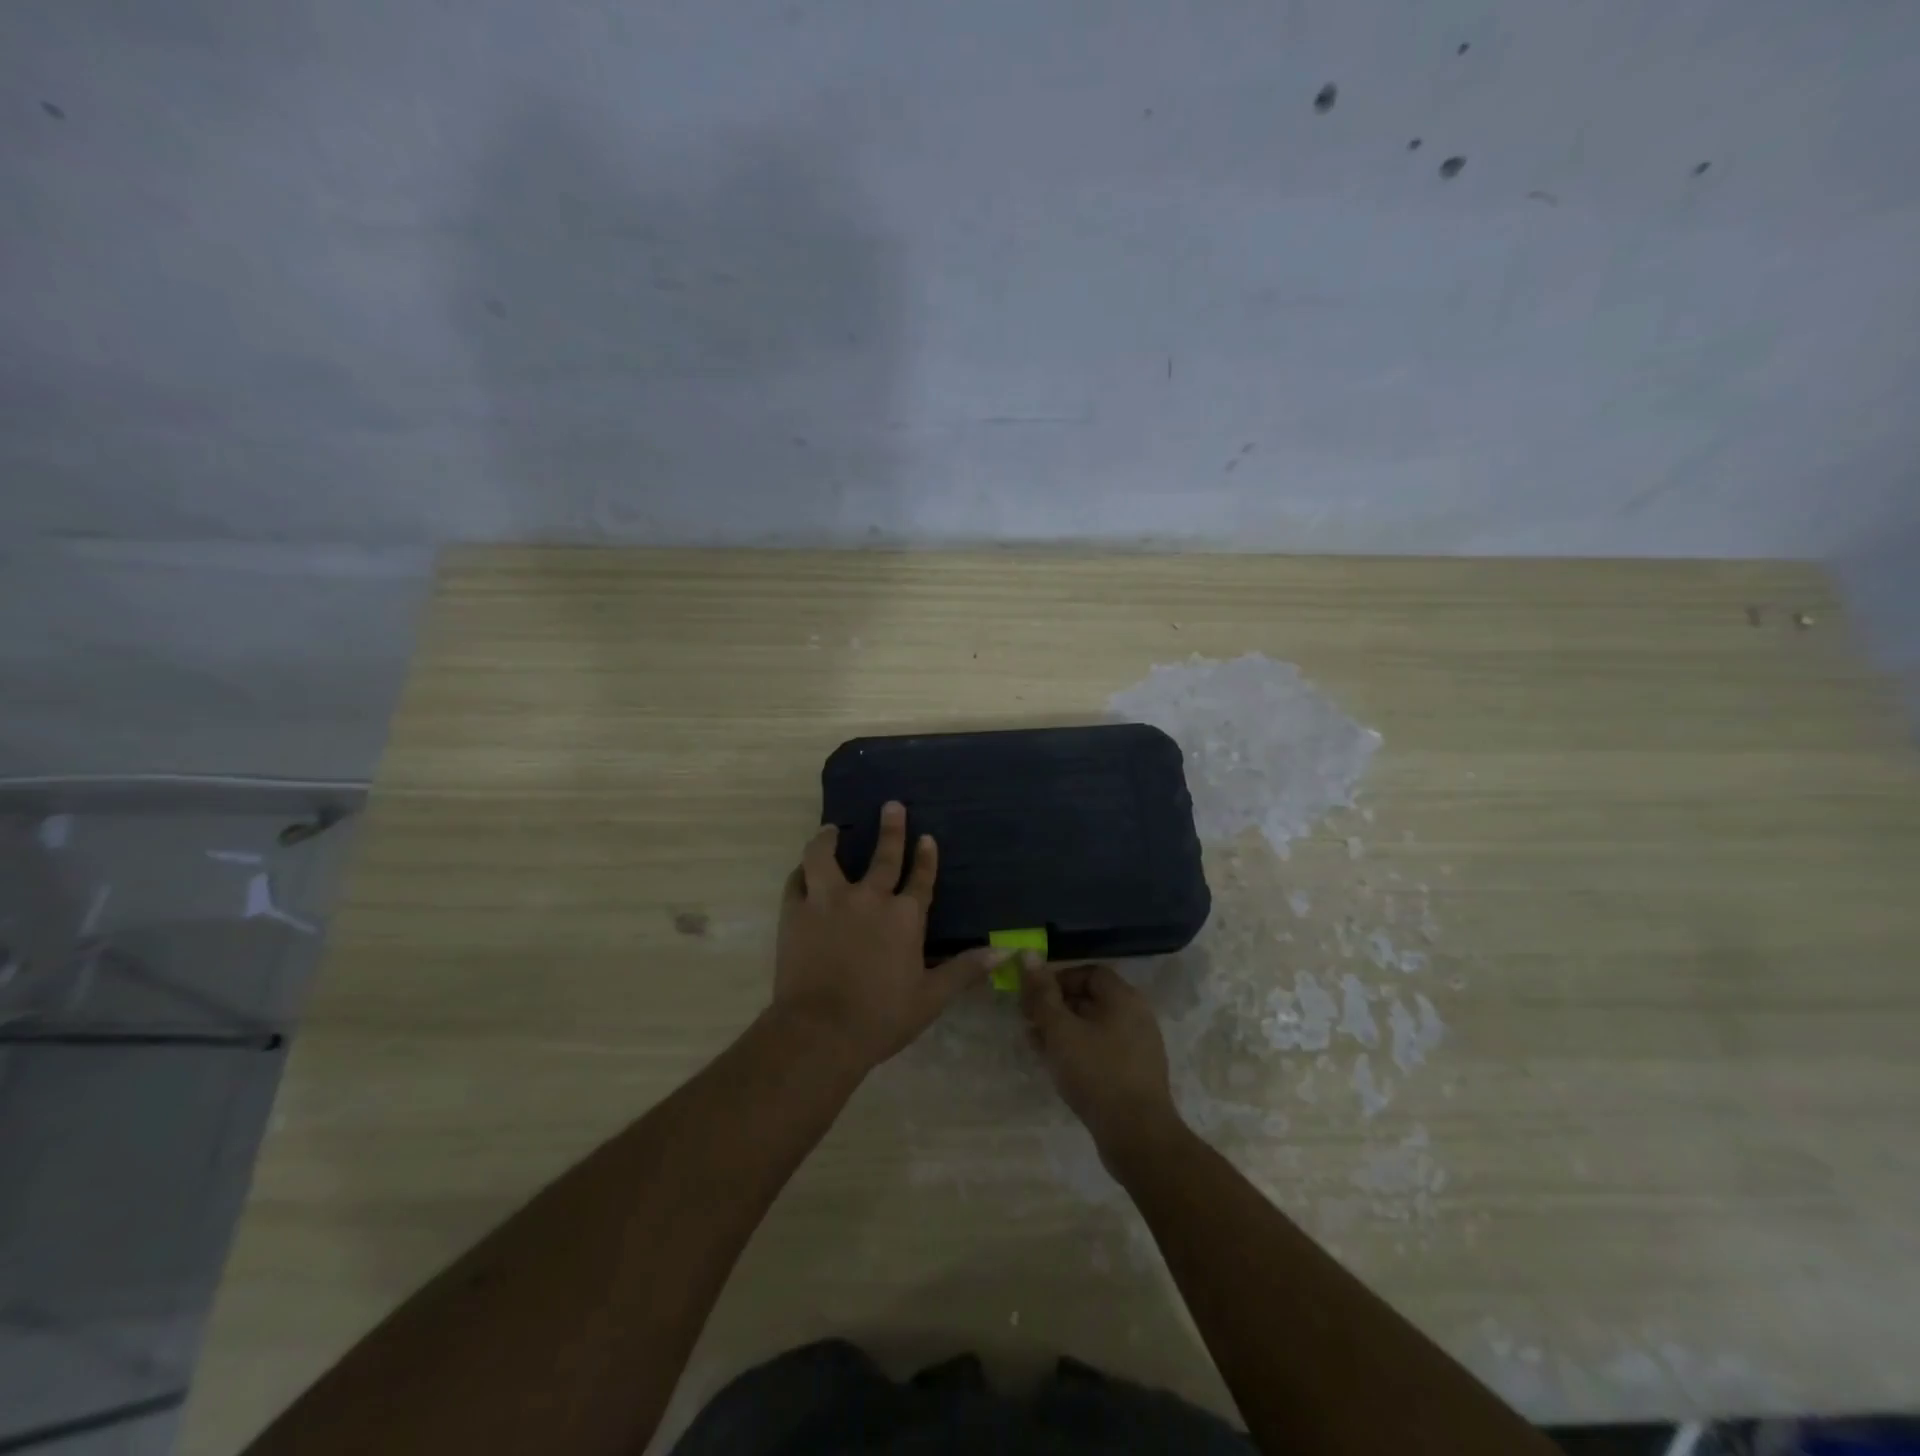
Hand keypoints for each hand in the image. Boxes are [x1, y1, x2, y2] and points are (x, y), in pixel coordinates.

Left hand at [773, 801, 999, 1074]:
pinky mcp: (796, 911)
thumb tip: (1003, 952)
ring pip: (826, 856)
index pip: (921, 879)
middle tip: (892, 805)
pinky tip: (804, 869)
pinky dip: (802, 871)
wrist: (821, 1032)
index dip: (926, 858)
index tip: (926, 838)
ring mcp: (829, 901)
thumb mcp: (931, 998)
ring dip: (829, 839)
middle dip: (891, 829)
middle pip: (883, 856)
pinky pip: (797, 880)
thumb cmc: (881, 1017)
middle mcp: (869, 898)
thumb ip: (965, 970)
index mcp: (905, 917)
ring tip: (831, 828)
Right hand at [1020, 960, 1181, 1162]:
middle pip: (1091, 999)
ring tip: (1035, 1044)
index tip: (1033, 995)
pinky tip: (1057, 1067)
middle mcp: (1136, 1017)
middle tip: (1028, 1020)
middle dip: (1056, 1006)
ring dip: (1063, 1031)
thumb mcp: (1061, 1030)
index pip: (1089, 972)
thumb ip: (1042, 994)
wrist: (1138, 1137)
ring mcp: (1138, 1048)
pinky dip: (1078, 1051)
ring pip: (1094, 1028)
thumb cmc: (1097, 1074)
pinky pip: (1102, 1051)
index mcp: (1124, 998)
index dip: (1059, 979)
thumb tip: (1028, 955)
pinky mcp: (1134, 1075)